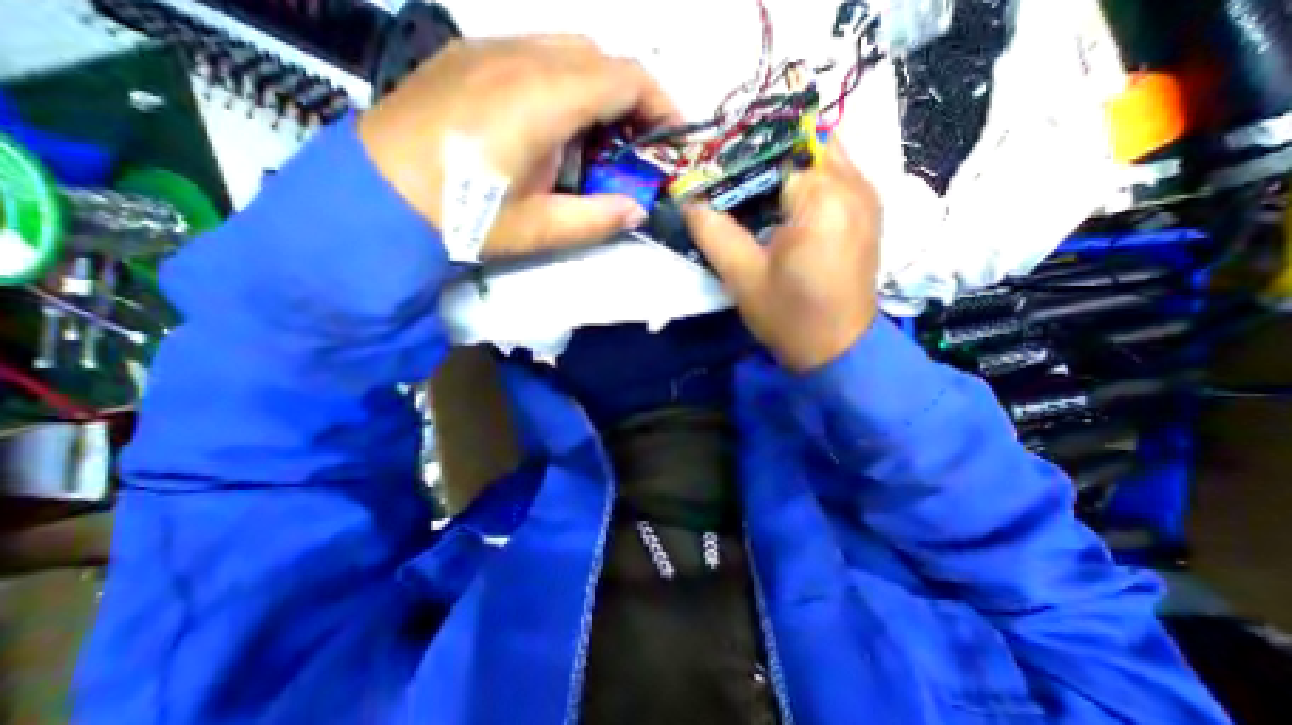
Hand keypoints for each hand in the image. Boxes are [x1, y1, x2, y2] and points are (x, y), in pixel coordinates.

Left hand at [356, 37, 679, 256]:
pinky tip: (554, 123)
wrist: (379, 195)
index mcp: (541, 99)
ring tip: (597, 139)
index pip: (623, 77)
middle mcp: (519, 57)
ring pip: (568, 49)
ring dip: (598, 89)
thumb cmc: (465, 216)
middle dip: (631, 97)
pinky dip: (564, 82)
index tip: (673, 136)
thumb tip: (637, 210)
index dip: (660, 103)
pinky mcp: (470, 56)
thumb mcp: (540, 229)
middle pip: (600, 56)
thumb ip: (597, 218)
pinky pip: (535, 52)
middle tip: (636, 145)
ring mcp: (489, 49)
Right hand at [686, 135, 877, 372]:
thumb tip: (688, 200)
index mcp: (822, 197)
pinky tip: (785, 212)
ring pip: (823, 158)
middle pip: (804, 145)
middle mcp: (855, 185)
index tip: (718, 183)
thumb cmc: (789, 316)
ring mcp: (868, 198)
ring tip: (756, 200)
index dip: (743, 163)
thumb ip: (713, 232)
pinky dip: (809, 184)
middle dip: (767, 160)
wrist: (837, 349)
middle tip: (736, 190)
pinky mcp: (869, 214)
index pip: (775, 152)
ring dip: (788, 171)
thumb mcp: (742, 278)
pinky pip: (836, 179)